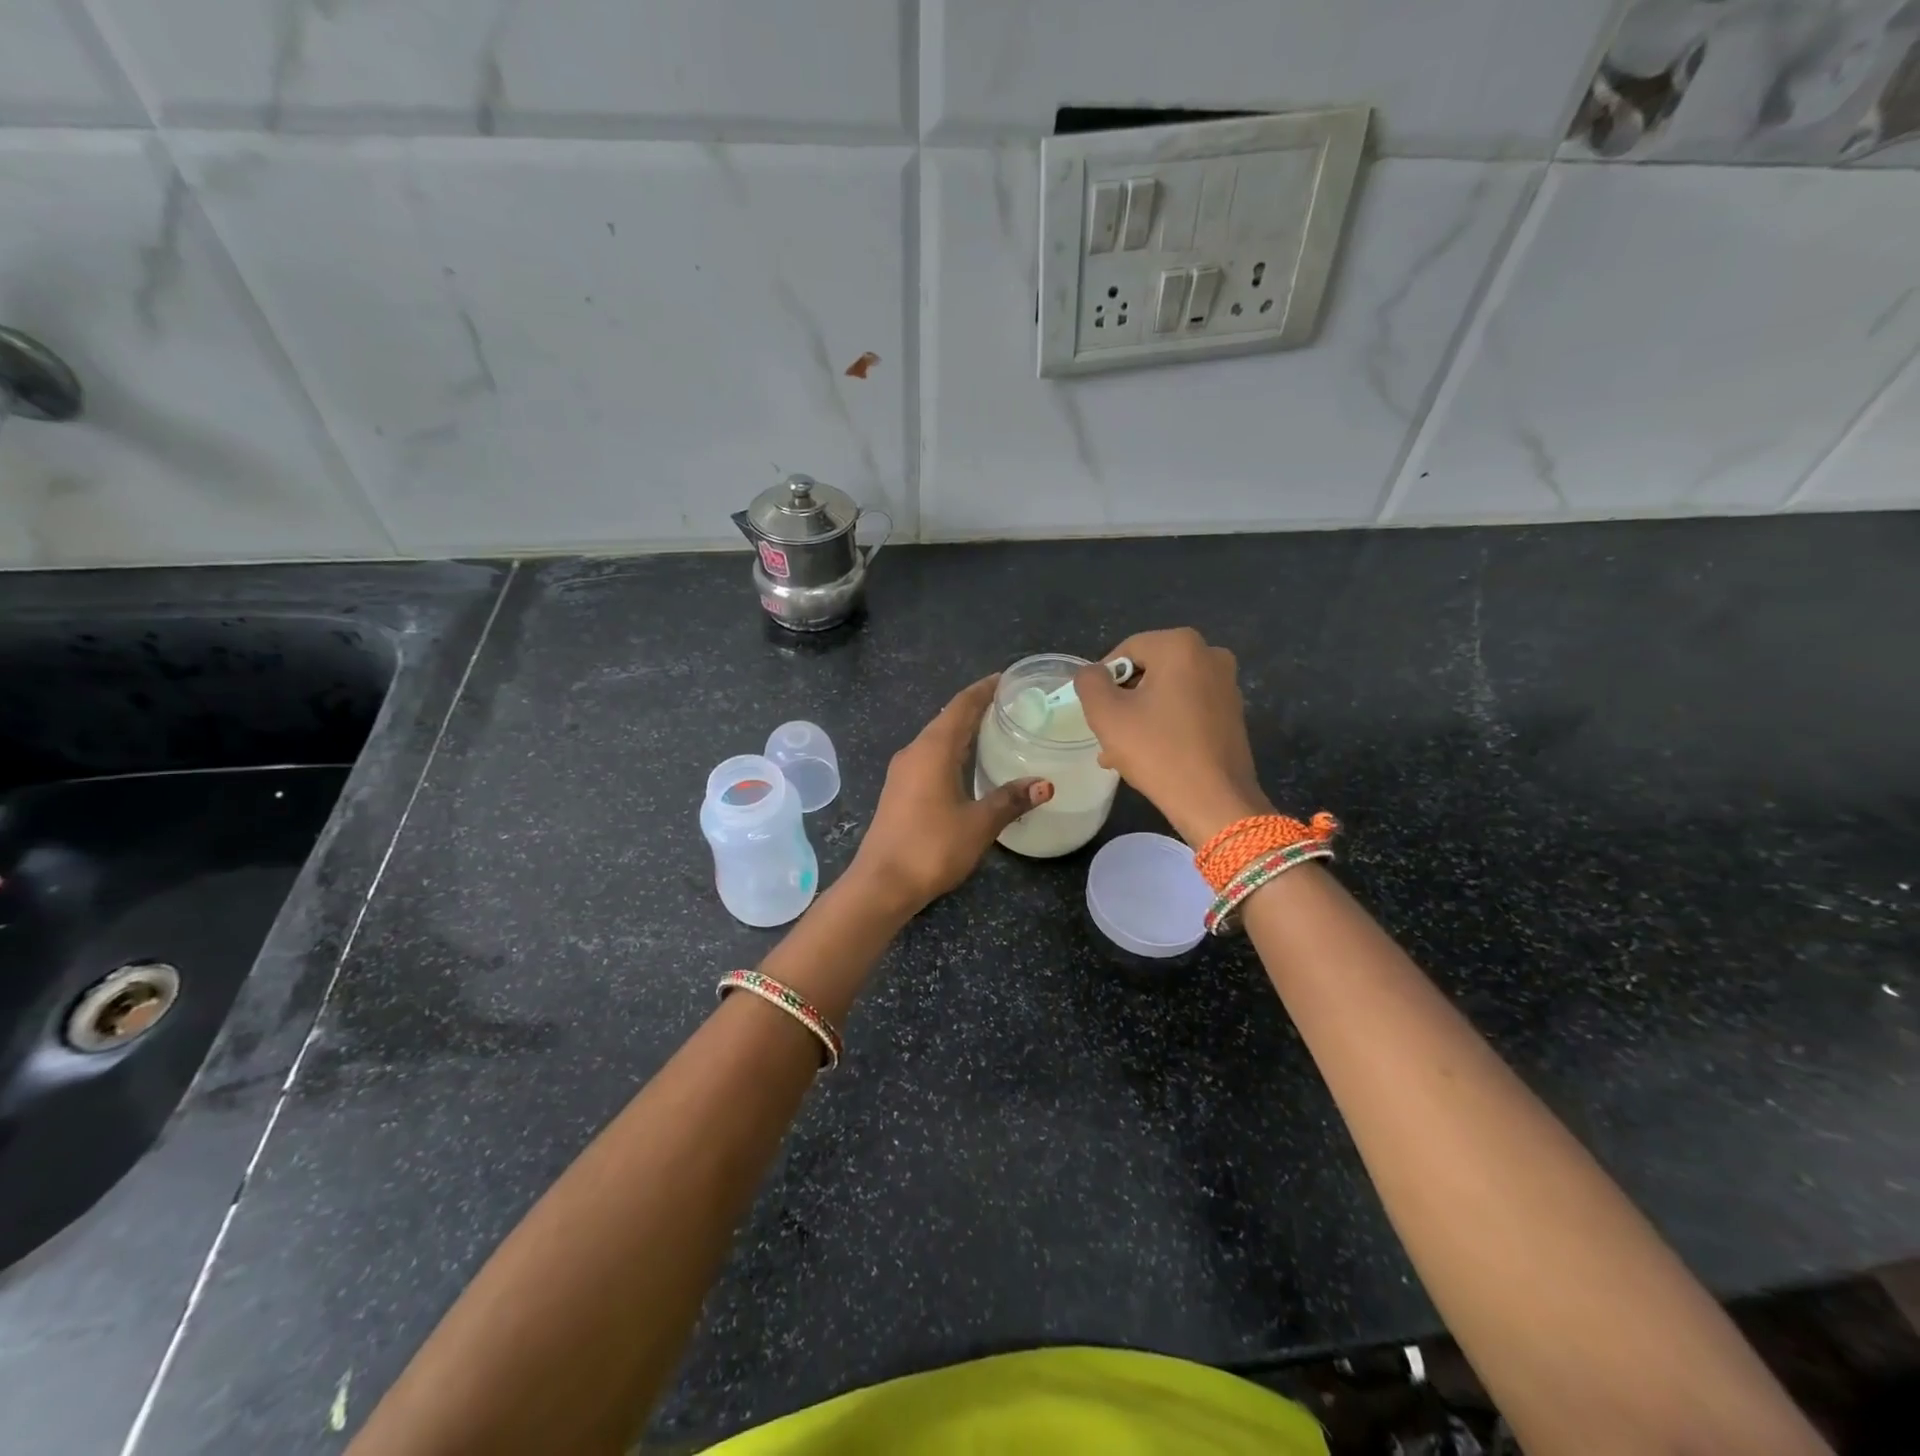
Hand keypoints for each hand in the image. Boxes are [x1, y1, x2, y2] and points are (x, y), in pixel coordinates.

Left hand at [849, 676, 1051, 914]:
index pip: (961, 706)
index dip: (984, 690)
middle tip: (1010, 704)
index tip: (1007, 679)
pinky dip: (952, 750)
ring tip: (994, 729)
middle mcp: (914, 752)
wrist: (881, 883)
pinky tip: (968, 764)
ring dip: (963, 730)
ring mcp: (903, 772)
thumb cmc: (931, 847)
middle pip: (948, 719)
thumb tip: (1044, 784)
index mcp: (933, 750)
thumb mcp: (978, 824)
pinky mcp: (899, 790)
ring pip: (937, 739)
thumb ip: (1010, 799)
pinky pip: (929, 757)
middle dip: (976, 708)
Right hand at [1074, 628, 1272, 846]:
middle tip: (1108, 736)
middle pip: (1148, 671)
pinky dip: (1166, 725)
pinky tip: (1151, 755)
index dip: (1103, 681)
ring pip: (1166, 693)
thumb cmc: (1157, 751)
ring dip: (1141, 717)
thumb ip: (1089, 682)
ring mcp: (1226, 684)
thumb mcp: (1106, 714)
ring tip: (1122, 752)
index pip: (1125, 651)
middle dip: (1123, 701)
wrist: (1215, 802)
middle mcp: (1210, 655)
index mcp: (1180, 645)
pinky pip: (1187, 709)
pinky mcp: (1233, 712)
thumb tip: (1094, 674)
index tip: (1097, 714)